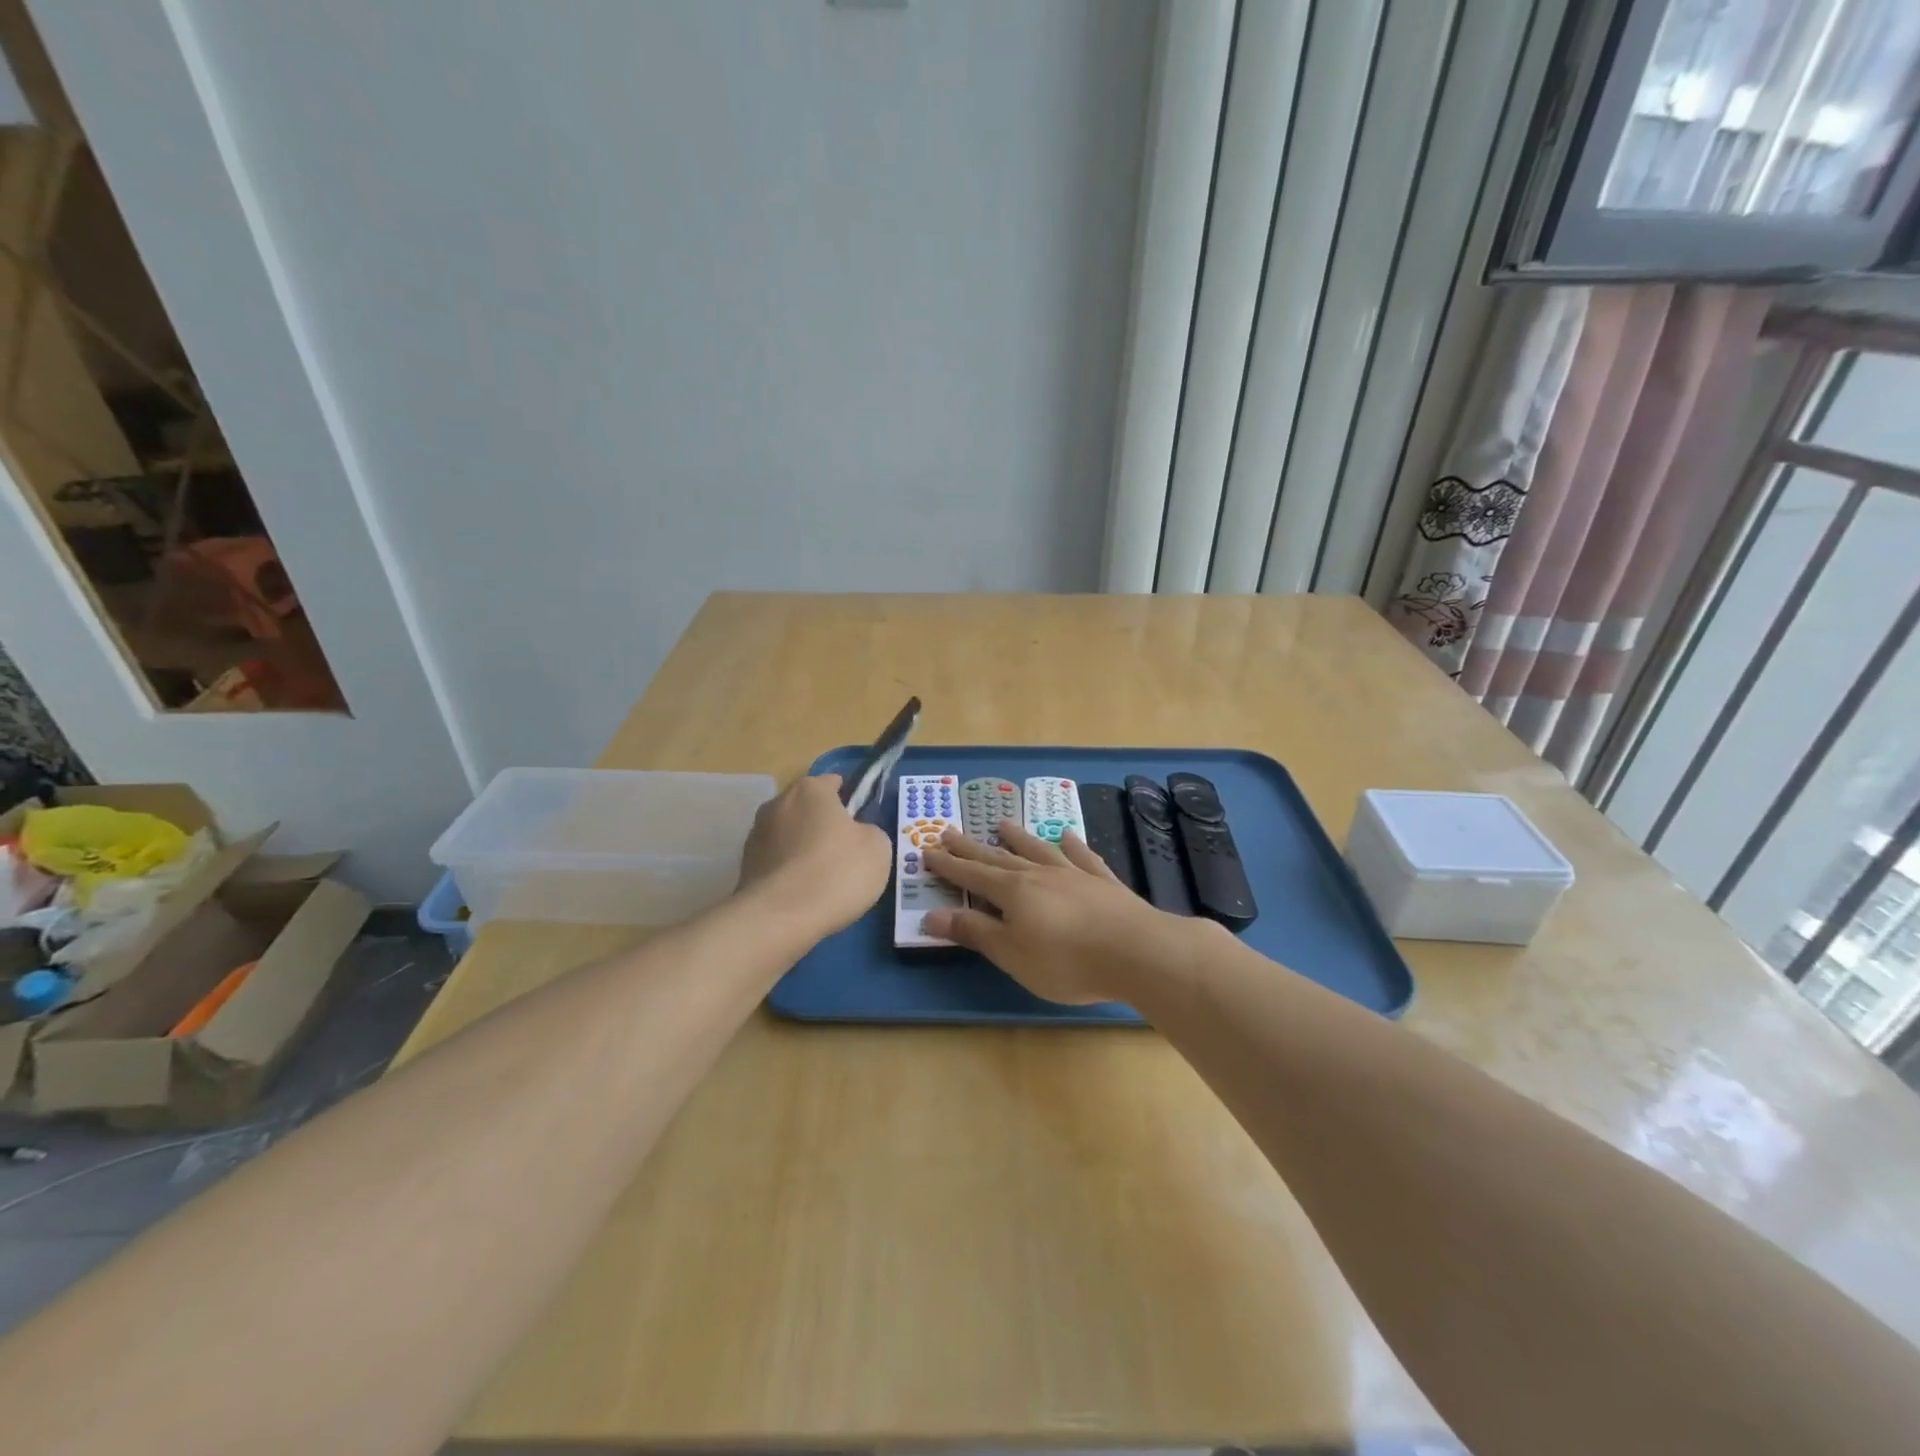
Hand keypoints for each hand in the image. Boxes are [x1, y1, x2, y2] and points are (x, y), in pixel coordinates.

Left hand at [738, 774, 891, 936]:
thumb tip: (856, 834)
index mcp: (811, 789)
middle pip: (808, 808)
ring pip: (790, 834)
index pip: (833, 782)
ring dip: (803, 848)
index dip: (850, 800)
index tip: (860, 824)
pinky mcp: (744, 865)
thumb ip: (869, 831)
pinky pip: (777, 861)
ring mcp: (756, 834)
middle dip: (824, 824)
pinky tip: (803, 894)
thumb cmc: (837, 872)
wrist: (780, 918)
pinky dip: (789, 871)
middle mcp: (778, 802)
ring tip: (822, 879)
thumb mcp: (878, 848)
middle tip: (845, 853)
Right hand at [922, 821, 1199, 1004]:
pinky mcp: (1104, 882)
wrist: (1137, 951)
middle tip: (950, 831)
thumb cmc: (1066, 961)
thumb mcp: (1011, 954)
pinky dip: (1071, 845)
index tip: (928, 850)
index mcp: (1013, 892)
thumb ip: (974, 931)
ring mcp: (1074, 874)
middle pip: (999, 857)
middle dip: (972, 847)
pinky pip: (1082, 856)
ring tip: (1001, 824)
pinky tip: (1066, 835)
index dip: (949, 866)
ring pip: (1038, 849)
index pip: (972, 876)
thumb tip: (930, 914)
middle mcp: (1040, 874)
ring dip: (1018, 838)